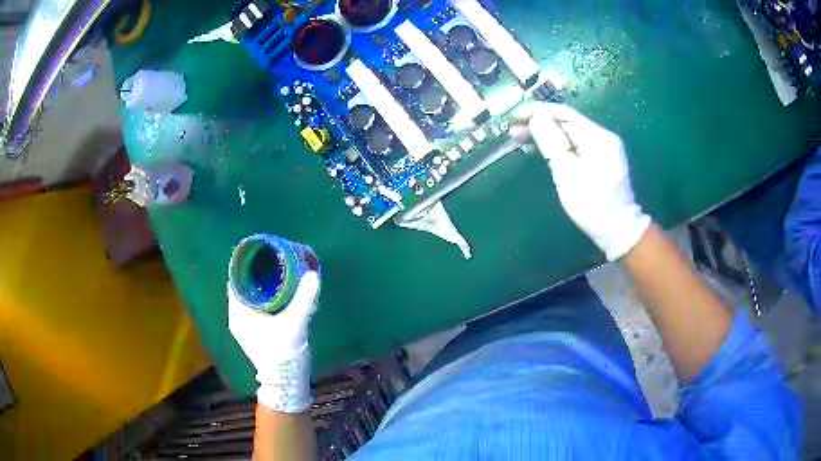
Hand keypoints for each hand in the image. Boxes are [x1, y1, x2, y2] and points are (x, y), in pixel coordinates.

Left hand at [228, 271, 319, 412]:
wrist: (286, 380)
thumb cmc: (284, 352)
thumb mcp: (294, 323)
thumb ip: (303, 299)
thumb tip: (313, 273)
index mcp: (239, 313)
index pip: (235, 280)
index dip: (246, 264)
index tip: (261, 253)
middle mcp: (238, 317)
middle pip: (243, 287)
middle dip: (256, 273)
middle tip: (273, 260)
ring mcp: (246, 326)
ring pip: (250, 297)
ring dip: (261, 285)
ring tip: (278, 271)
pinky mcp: (256, 331)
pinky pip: (256, 306)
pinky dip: (265, 296)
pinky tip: (279, 292)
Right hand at [512, 102, 650, 260]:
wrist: (618, 231)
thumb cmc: (593, 206)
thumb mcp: (569, 175)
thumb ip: (552, 144)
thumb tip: (536, 118)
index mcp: (598, 137)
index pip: (564, 114)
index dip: (537, 111)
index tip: (514, 116)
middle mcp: (602, 136)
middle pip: (566, 121)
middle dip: (539, 122)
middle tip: (513, 129)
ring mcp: (602, 147)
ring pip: (568, 132)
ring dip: (545, 133)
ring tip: (520, 137)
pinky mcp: (599, 158)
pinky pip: (574, 144)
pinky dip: (556, 144)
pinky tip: (539, 147)